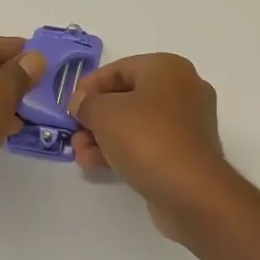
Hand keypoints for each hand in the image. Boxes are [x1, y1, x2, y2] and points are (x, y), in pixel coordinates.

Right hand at [71, 53, 237, 238]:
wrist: (191, 191)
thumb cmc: (147, 138)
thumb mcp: (104, 113)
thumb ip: (87, 103)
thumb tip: (83, 102)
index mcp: (168, 68)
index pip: (119, 69)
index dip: (89, 86)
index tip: (69, 107)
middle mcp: (183, 89)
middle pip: (127, 97)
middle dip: (95, 118)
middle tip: (74, 135)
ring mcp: (188, 123)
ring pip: (136, 124)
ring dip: (104, 138)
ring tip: (82, 157)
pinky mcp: (187, 152)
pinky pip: (149, 144)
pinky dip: (124, 151)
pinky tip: (98, 167)